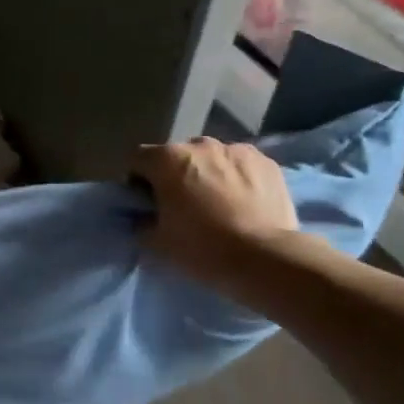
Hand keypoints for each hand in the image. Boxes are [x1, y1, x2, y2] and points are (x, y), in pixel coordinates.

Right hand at [130, 137, 299, 289]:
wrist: (266, 258)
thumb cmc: (202, 248)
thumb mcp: (157, 242)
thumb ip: (141, 222)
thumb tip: (143, 217)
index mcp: (167, 159)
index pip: (137, 159)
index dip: (137, 180)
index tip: (147, 203)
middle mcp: (200, 144)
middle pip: (176, 156)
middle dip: (174, 175)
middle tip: (183, 205)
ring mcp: (236, 150)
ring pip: (211, 157)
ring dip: (207, 173)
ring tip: (218, 203)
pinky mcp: (266, 162)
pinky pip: (241, 165)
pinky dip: (237, 177)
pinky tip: (244, 202)